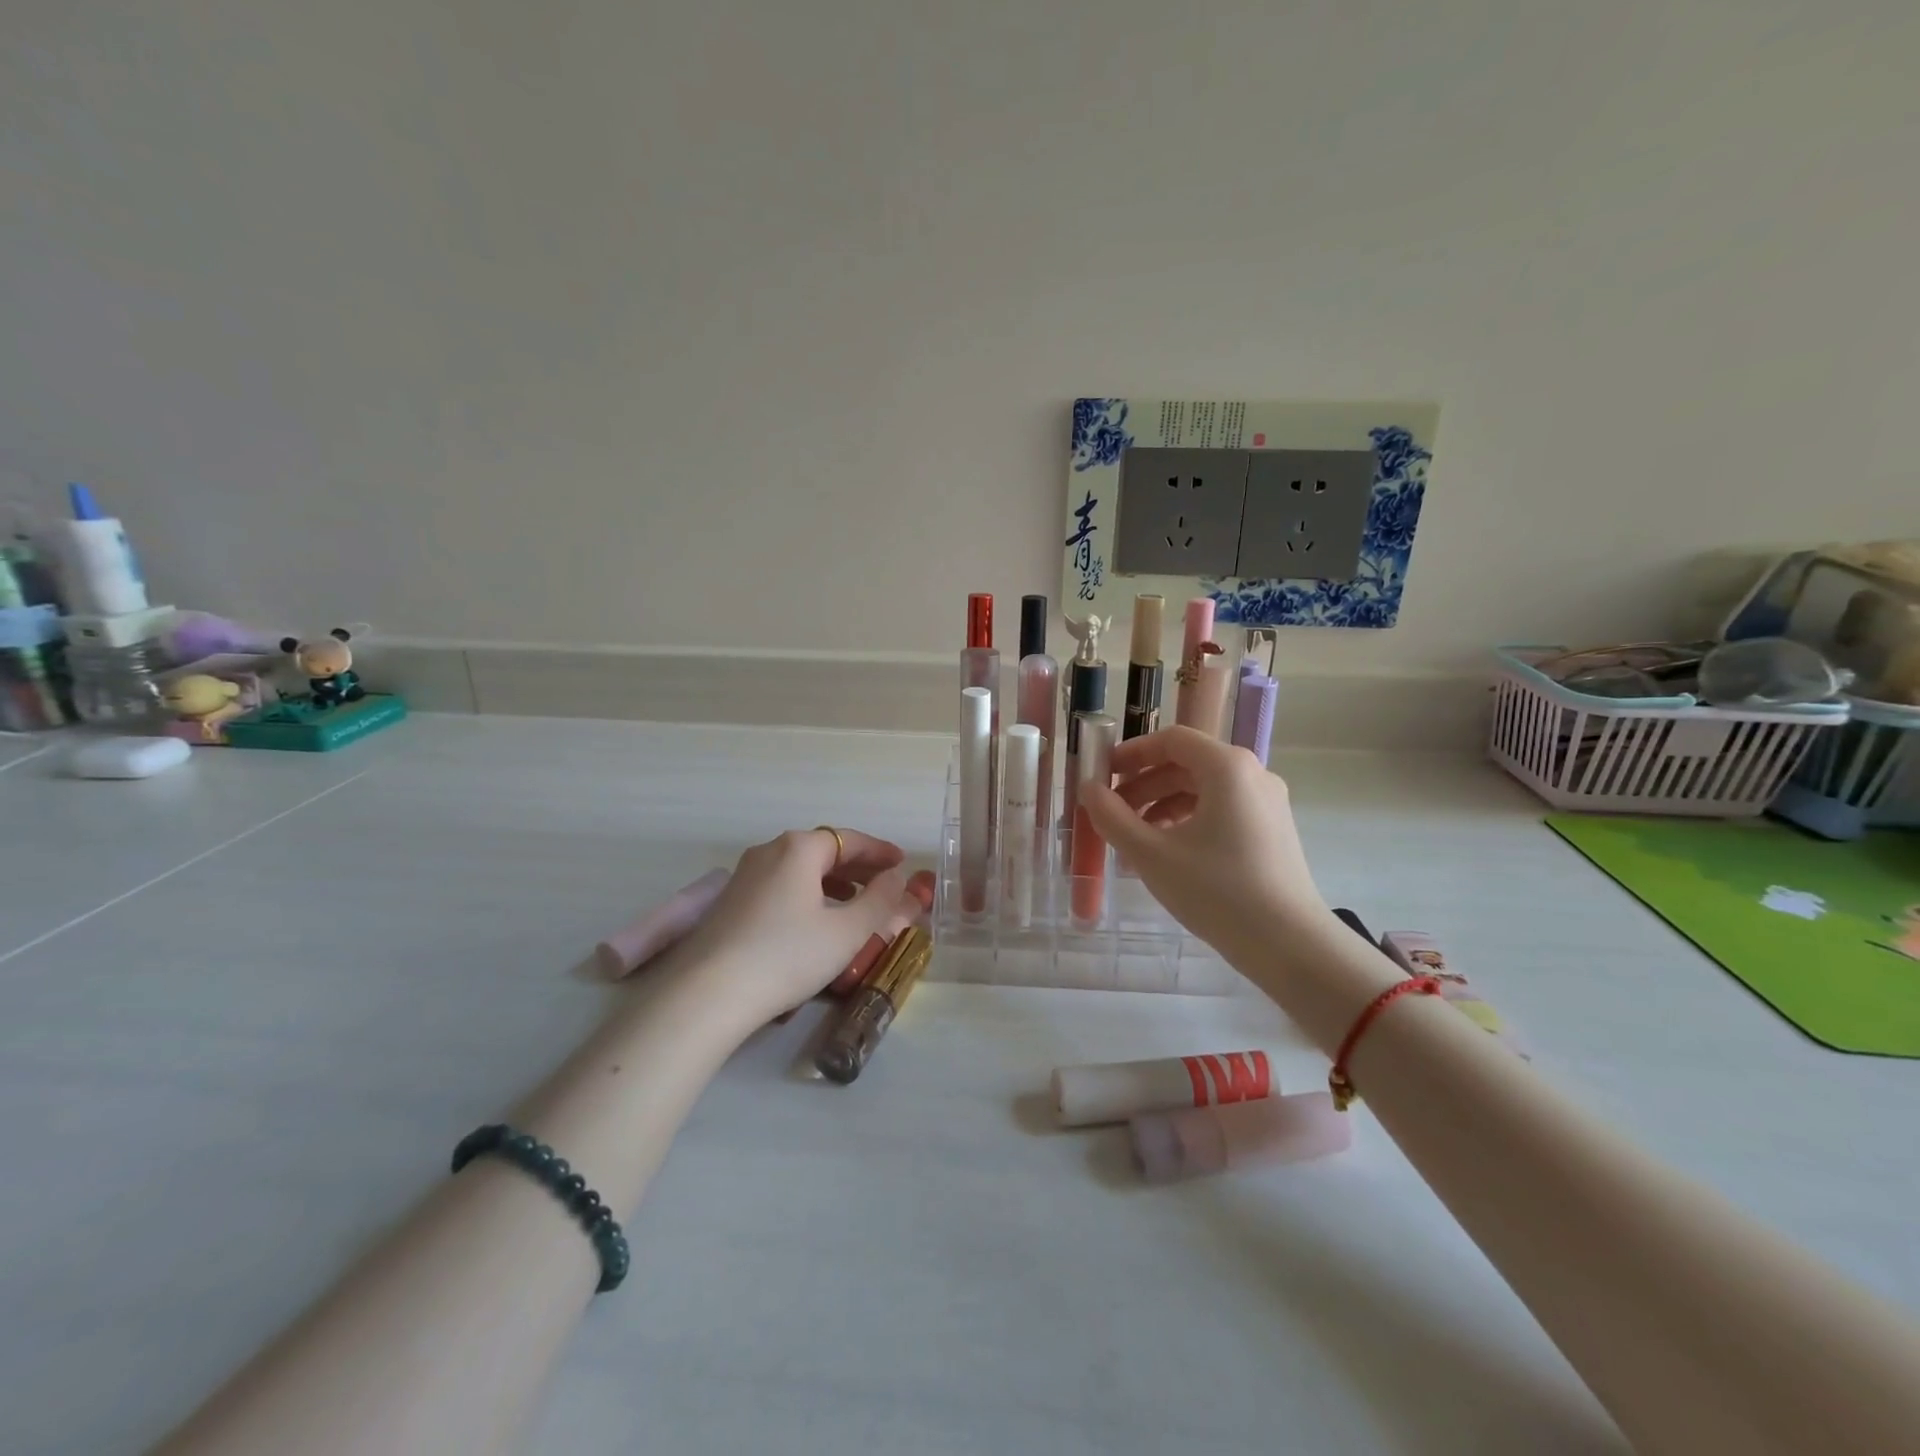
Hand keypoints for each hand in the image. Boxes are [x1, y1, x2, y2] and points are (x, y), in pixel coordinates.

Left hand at [670, 828, 917, 1028]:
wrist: (709, 994)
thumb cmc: (787, 955)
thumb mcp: (847, 932)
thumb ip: (880, 901)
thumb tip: (896, 879)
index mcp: (799, 848)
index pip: (849, 839)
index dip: (879, 851)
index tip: (902, 863)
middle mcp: (769, 851)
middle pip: (823, 849)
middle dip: (857, 865)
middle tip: (884, 883)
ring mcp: (744, 875)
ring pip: (799, 868)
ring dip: (832, 880)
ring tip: (854, 901)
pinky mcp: (729, 901)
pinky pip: (780, 884)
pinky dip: (807, 892)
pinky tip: (815, 919)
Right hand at [1081, 727, 1327, 959]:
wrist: (1290, 945)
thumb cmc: (1217, 891)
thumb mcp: (1152, 854)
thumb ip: (1112, 817)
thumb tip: (1088, 790)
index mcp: (1227, 767)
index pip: (1172, 740)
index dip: (1131, 752)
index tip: (1101, 774)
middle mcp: (1252, 775)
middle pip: (1186, 764)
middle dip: (1143, 785)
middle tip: (1110, 812)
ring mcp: (1267, 804)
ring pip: (1203, 790)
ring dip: (1162, 806)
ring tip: (1133, 841)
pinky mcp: (1272, 831)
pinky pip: (1221, 811)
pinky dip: (1188, 822)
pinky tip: (1166, 854)